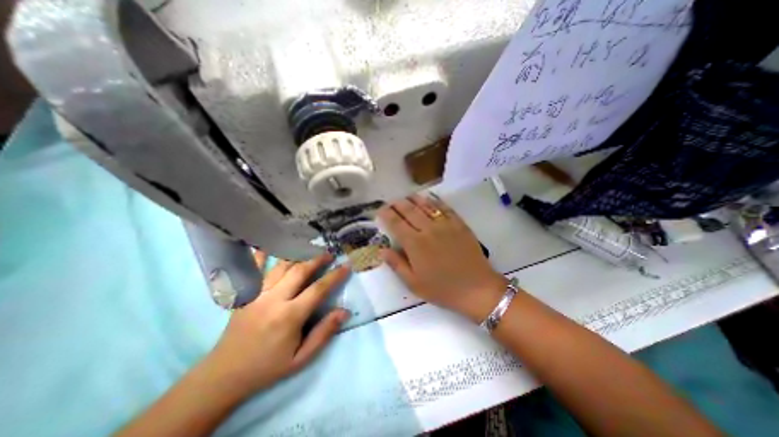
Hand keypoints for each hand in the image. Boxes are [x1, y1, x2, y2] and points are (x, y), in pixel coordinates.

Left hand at [201, 251, 347, 393]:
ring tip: (308, 249)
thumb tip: (344, 312)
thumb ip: (324, 333)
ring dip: (297, 255)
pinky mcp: (244, 294)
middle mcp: (273, 299)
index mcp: (289, 316)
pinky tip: (268, 244)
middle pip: (299, 271)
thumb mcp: (301, 359)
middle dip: (317, 259)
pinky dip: (260, 255)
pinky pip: (252, 269)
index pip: (318, 289)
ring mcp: (256, 294)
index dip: (334, 276)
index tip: (346, 266)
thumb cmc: (268, 367)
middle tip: (329, 253)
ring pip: (280, 266)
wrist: (224, 376)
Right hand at [380, 197, 511, 321]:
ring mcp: (445, 225)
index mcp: (415, 244)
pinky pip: (445, 208)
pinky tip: (430, 198)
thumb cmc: (443, 289)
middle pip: (410, 211)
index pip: (396, 223)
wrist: (477, 288)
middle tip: (391, 201)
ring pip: (426, 206)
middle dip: (398, 204)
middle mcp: (428, 229)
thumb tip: (382, 250)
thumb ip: (397, 264)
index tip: (380, 210)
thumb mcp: (414, 283)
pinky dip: (435, 201)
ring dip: (414, 199)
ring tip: (407, 196)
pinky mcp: (459, 224)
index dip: (386, 215)